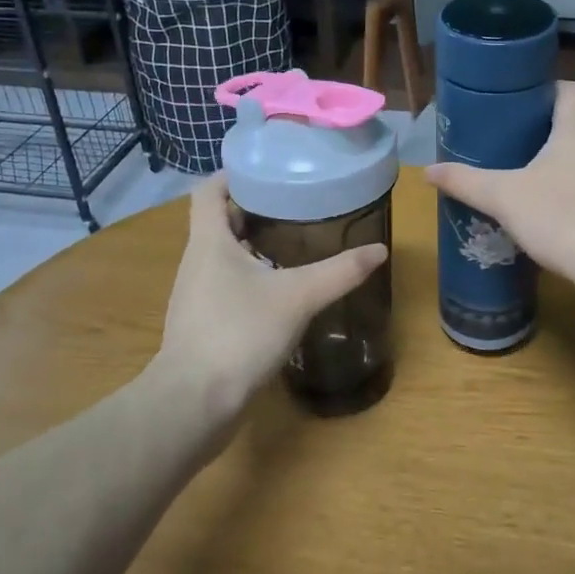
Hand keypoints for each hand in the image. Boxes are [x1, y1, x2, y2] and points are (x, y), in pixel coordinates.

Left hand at [157, 174, 388, 430]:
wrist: (195, 403)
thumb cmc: (239, 334)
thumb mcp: (297, 297)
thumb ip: (340, 272)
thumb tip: (379, 250)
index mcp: (209, 241)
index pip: (209, 190)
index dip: (235, 174)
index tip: (270, 171)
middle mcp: (197, 262)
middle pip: (220, 220)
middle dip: (256, 209)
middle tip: (297, 205)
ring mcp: (196, 295)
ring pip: (224, 255)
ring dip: (254, 245)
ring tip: (295, 243)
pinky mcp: (203, 323)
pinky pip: (227, 286)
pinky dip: (252, 278)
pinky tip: (281, 292)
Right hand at [425, 80, 574, 296]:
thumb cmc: (560, 216)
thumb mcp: (503, 198)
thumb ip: (465, 182)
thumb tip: (427, 172)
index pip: (567, 89)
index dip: (543, 91)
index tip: (515, 106)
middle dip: (543, 134)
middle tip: (508, 147)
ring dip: (561, 166)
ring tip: (528, 181)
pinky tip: (555, 215)